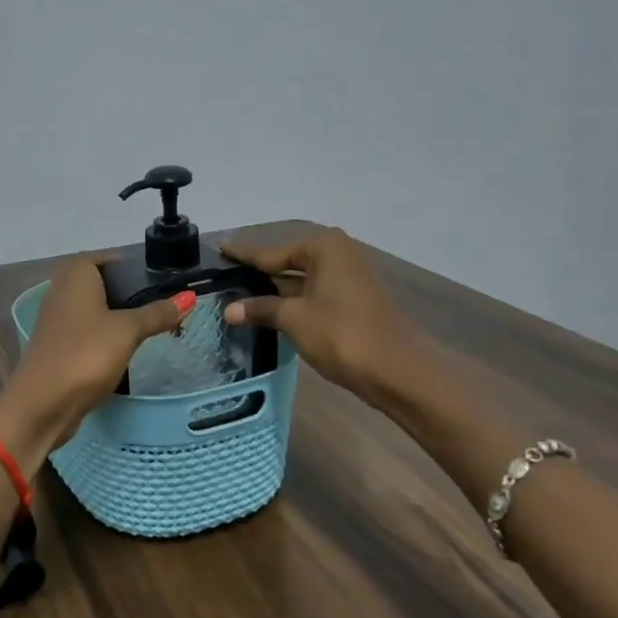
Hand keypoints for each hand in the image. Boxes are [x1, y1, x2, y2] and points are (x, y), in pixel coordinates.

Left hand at [0, 255, 191, 458]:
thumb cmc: (86, 354)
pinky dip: (104, 336)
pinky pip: (86, 332)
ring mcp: (56, 322)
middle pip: (98, 284)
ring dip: (115, 316)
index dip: (128, 265)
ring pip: (92, 309)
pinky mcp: (57, 348)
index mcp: (75, 276)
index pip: (103, 258)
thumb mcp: (128, 331)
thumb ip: (157, 313)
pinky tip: (124, 349)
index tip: (156, 277)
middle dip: (126, 291)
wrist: (41, 404)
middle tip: (158, 302)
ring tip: (149, 326)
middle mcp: (61, 292)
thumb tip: (189, 296)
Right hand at [222, 228, 416, 402]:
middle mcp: (338, 254)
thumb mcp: (294, 319)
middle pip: (287, 262)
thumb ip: (261, 309)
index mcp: (323, 247)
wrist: (397, 370)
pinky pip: (313, 295)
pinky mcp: (352, 302)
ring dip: (274, 291)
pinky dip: (292, 303)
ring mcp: (348, 278)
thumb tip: (230, 310)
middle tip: (224, 276)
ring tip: (238, 296)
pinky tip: (269, 313)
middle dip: (259, 273)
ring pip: (300, 281)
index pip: (271, 251)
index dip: (244, 254)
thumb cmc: (342, 334)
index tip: (220, 248)